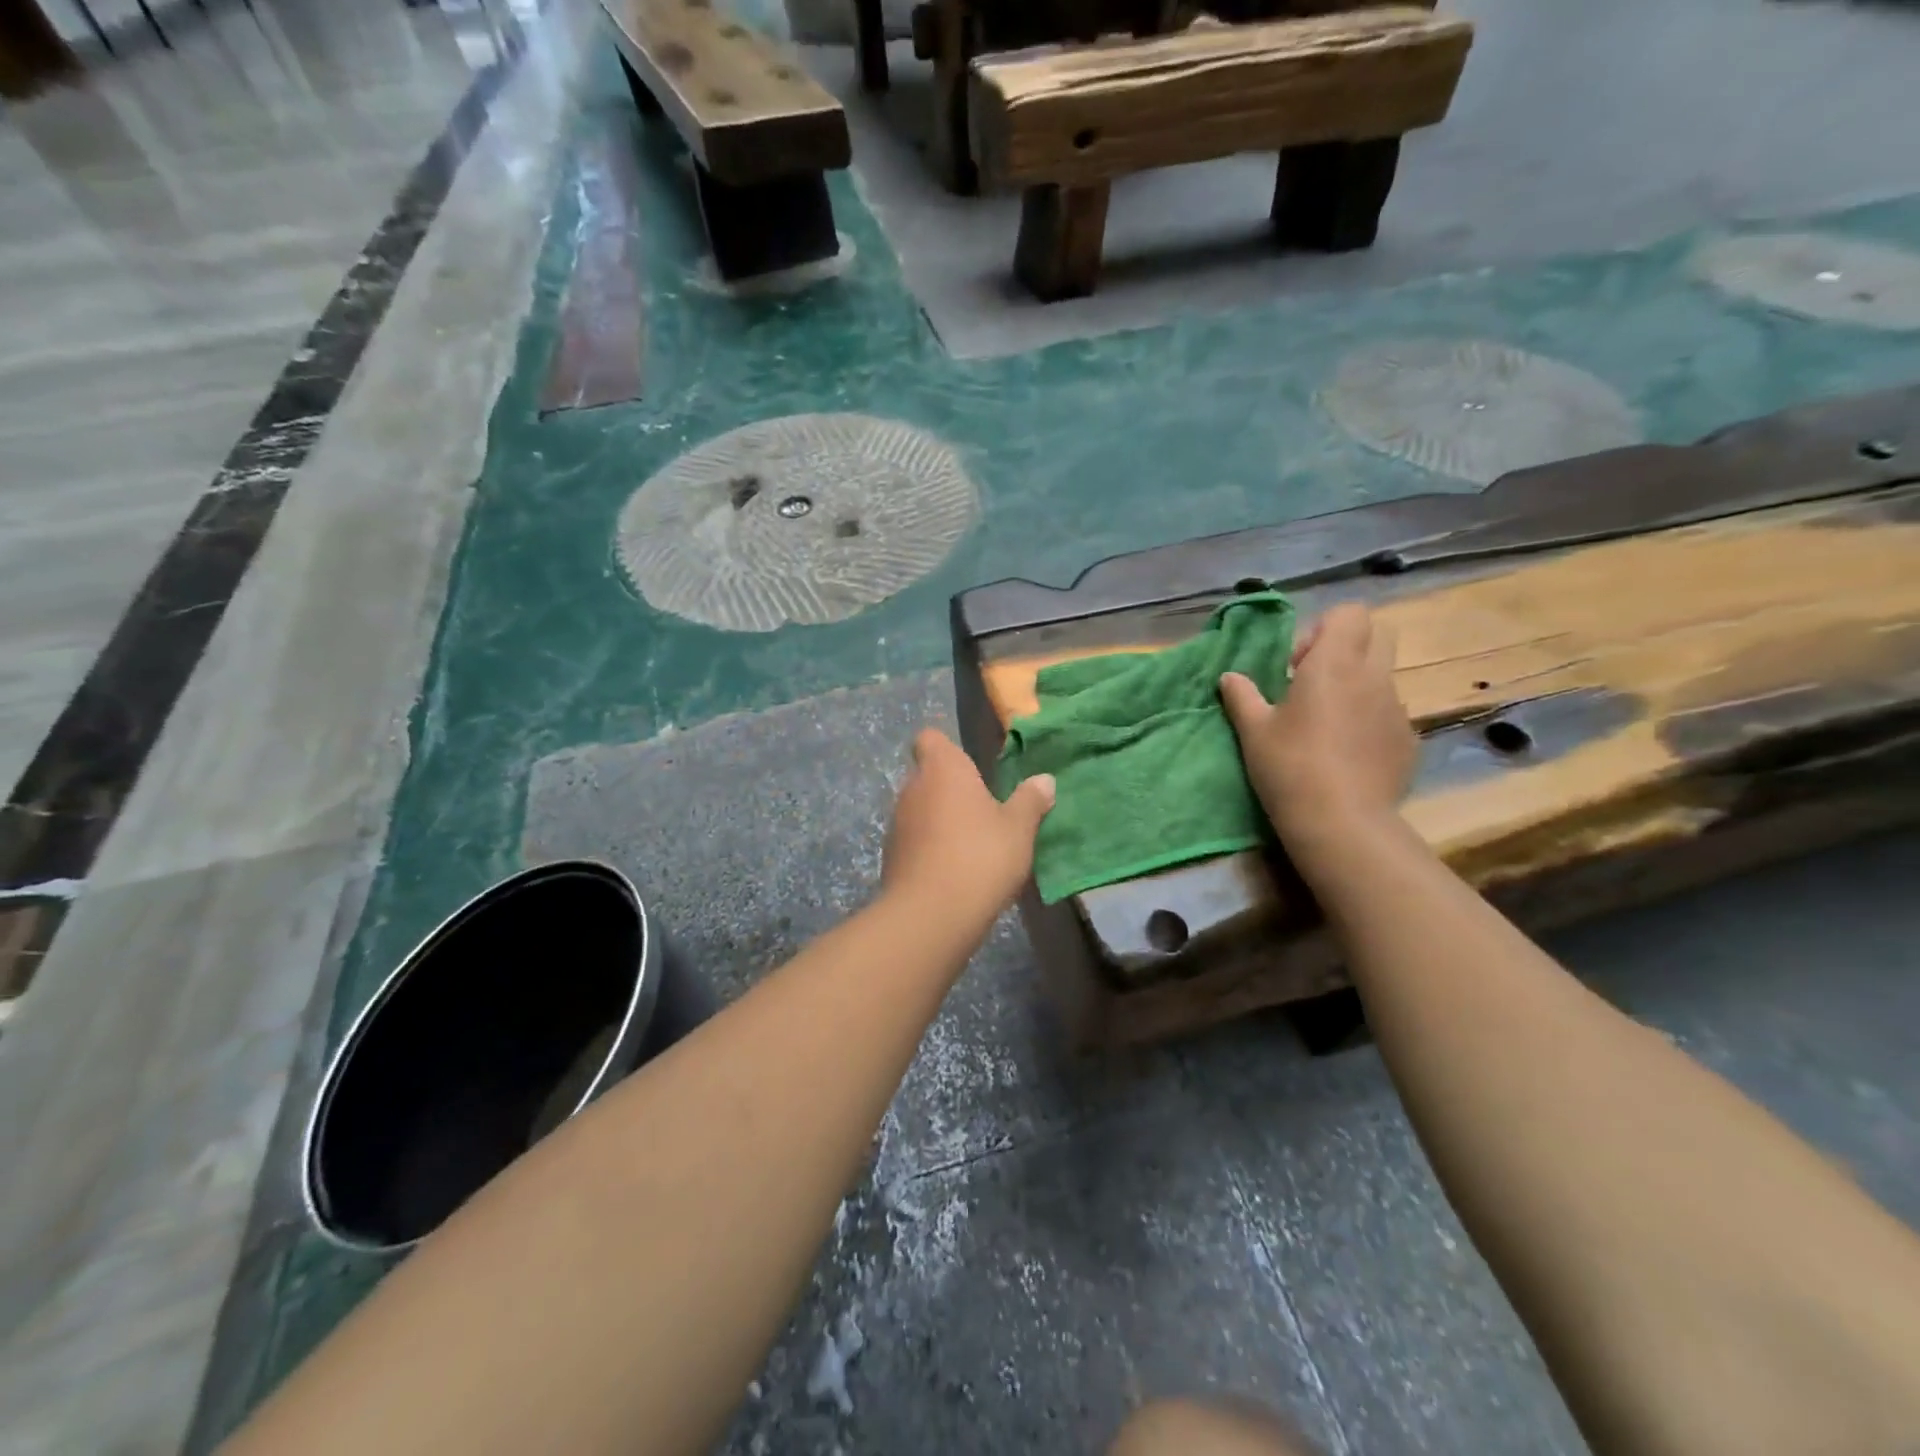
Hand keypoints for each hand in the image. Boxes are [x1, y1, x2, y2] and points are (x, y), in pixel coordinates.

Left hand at [883, 729, 1054, 923]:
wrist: (930, 914)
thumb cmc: (981, 856)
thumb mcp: (1019, 829)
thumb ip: (1030, 801)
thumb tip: (1044, 780)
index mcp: (943, 769)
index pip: (930, 738)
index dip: (946, 748)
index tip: (970, 767)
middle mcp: (912, 787)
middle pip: (927, 775)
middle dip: (950, 788)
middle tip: (983, 810)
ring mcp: (897, 822)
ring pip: (919, 809)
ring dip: (939, 820)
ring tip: (971, 845)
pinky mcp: (890, 856)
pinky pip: (914, 840)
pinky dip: (929, 848)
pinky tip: (953, 871)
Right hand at [1219, 603, 1415, 849]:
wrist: (1341, 822)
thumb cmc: (1289, 766)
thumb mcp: (1253, 731)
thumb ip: (1242, 696)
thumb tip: (1230, 677)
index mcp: (1334, 664)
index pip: (1349, 613)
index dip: (1322, 630)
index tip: (1296, 664)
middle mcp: (1373, 677)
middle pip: (1377, 635)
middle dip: (1348, 648)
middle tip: (1313, 683)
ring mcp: (1397, 709)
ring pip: (1382, 678)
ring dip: (1356, 687)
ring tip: (1327, 726)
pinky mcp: (1408, 740)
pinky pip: (1389, 715)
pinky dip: (1369, 721)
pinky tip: (1346, 754)